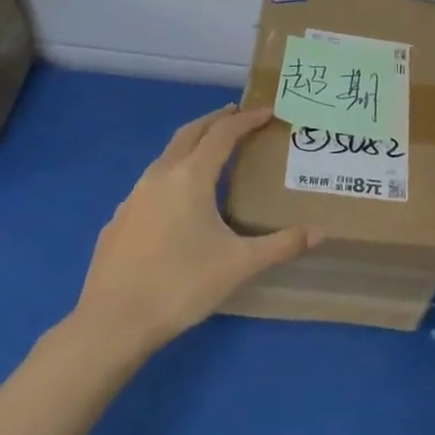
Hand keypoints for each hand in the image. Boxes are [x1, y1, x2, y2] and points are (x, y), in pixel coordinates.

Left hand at [71, 104, 321, 356]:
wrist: (112, 323)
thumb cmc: (181, 285)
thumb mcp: (240, 265)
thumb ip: (282, 244)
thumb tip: (322, 232)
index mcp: (190, 177)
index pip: (222, 133)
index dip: (246, 119)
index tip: (268, 111)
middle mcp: (159, 176)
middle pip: (189, 133)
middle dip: (215, 120)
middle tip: (238, 116)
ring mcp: (133, 198)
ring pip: (166, 156)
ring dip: (191, 145)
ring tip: (212, 154)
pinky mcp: (119, 220)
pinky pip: (150, 184)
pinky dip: (172, 175)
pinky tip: (178, 202)